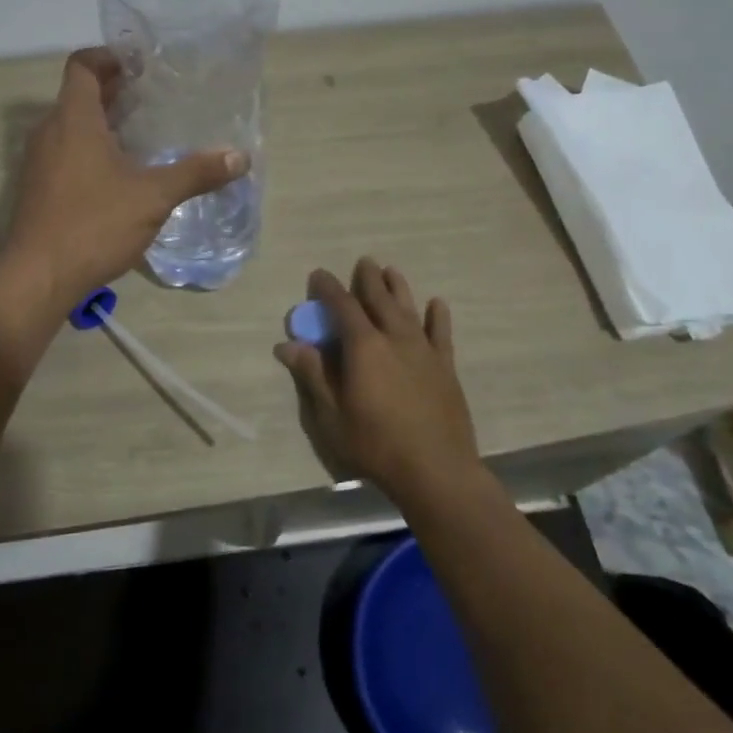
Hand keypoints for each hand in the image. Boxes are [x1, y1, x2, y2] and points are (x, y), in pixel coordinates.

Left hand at [2, 49, 247, 305]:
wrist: (37, 278)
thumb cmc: (93, 224)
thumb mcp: (153, 197)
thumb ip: (196, 173)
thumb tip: (239, 157)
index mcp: (73, 119)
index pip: (82, 66)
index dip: (110, 57)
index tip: (141, 65)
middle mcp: (50, 132)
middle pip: (79, 94)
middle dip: (115, 91)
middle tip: (155, 97)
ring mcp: (39, 162)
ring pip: (72, 126)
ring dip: (104, 122)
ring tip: (144, 134)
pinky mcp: (38, 188)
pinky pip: (66, 152)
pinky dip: (92, 149)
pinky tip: (122, 174)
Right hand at [275, 258, 481, 501]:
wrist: (436, 469)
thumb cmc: (375, 444)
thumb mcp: (331, 415)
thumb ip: (312, 375)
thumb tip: (287, 345)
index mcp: (363, 347)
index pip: (342, 306)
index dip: (328, 288)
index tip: (318, 274)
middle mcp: (394, 338)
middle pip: (379, 299)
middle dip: (367, 279)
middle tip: (362, 262)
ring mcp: (423, 350)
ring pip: (409, 308)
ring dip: (398, 288)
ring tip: (391, 271)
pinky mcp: (445, 367)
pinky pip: (441, 333)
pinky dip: (437, 316)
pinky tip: (437, 304)